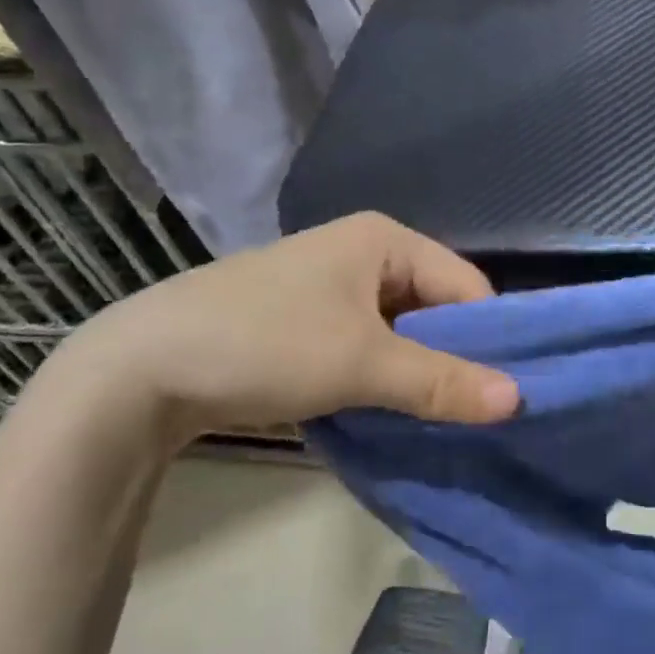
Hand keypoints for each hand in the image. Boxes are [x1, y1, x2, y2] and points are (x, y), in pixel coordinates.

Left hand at [50, 213, 519, 449]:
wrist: (137, 372)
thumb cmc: (265, 344)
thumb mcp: (362, 364)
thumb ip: (442, 381)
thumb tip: (518, 400)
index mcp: (385, 238)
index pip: (466, 285)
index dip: (488, 337)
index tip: (500, 392)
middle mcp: (363, 250)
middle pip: (436, 305)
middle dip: (452, 356)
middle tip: (470, 410)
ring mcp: (331, 284)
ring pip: (402, 328)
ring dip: (416, 369)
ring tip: (432, 415)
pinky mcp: (306, 317)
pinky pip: (368, 341)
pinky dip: (382, 372)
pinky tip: (386, 406)